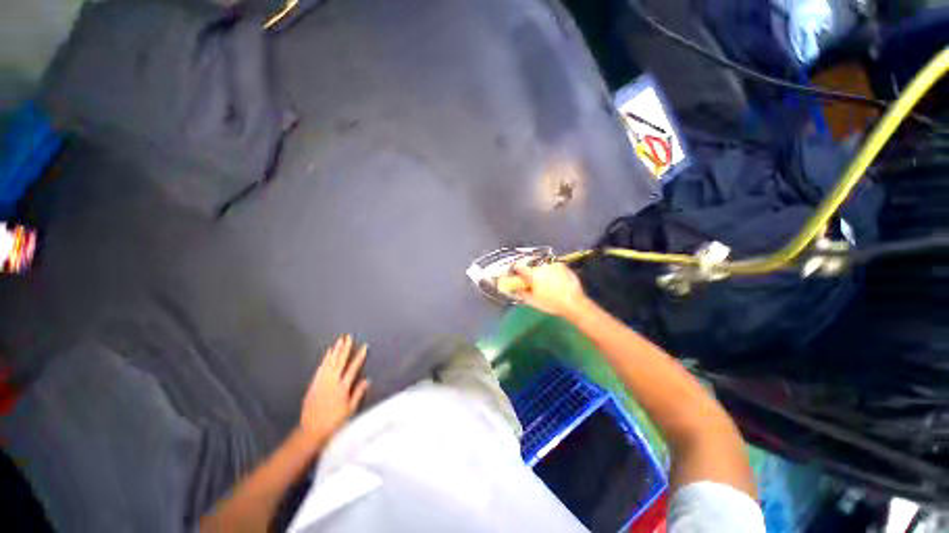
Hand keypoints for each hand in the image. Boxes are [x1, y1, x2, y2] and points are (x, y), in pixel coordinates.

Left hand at [299, 334, 369, 444]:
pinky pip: (320, 368)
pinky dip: (325, 359)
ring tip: (339, 341)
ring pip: (329, 362)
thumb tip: (367, 380)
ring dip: (335, 351)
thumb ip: (358, 393)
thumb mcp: (350, 409)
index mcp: (343, 387)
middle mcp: (332, 382)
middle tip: (348, 337)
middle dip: (345, 348)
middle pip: (340, 362)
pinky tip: (328, 353)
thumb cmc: (334, 422)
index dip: (359, 357)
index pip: (353, 368)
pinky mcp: (313, 384)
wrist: (311, 431)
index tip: (364, 346)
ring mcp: (321, 382)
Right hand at [509, 262, 589, 317]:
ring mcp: (554, 265)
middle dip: (533, 274)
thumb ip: (522, 293)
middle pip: (533, 268)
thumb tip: (516, 289)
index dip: (517, 271)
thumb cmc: (551, 303)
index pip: (520, 267)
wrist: (574, 303)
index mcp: (533, 274)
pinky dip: (553, 273)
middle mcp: (542, 266)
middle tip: (536, 284)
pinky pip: (554, 268)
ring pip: (544, 267)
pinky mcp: (563, 266)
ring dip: (543, 273)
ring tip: (548, 284)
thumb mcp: (533, 301)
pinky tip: (557, 282)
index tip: (518, 275)